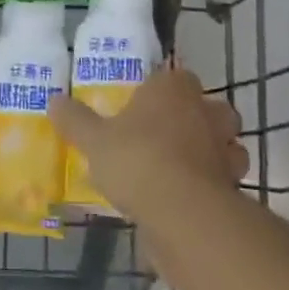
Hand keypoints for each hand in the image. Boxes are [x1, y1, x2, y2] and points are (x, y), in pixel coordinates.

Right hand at [48, 66, 246, 221]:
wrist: (183, 213)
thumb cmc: (137, 160)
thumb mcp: (93, 140)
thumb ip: (75, 120)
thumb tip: (53, 100)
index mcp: (172, 89)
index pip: (176, 76)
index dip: (164, 89)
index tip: (148, 105)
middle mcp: (204, 111)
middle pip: (210, 106)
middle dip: (198, 117)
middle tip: (171, 134)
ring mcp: (224, 148)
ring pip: (227, 142)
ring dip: (214, 151)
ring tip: (185, 167)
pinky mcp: (234, 184)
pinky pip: (226, 178)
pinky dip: (216, 184)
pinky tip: (192, 196)